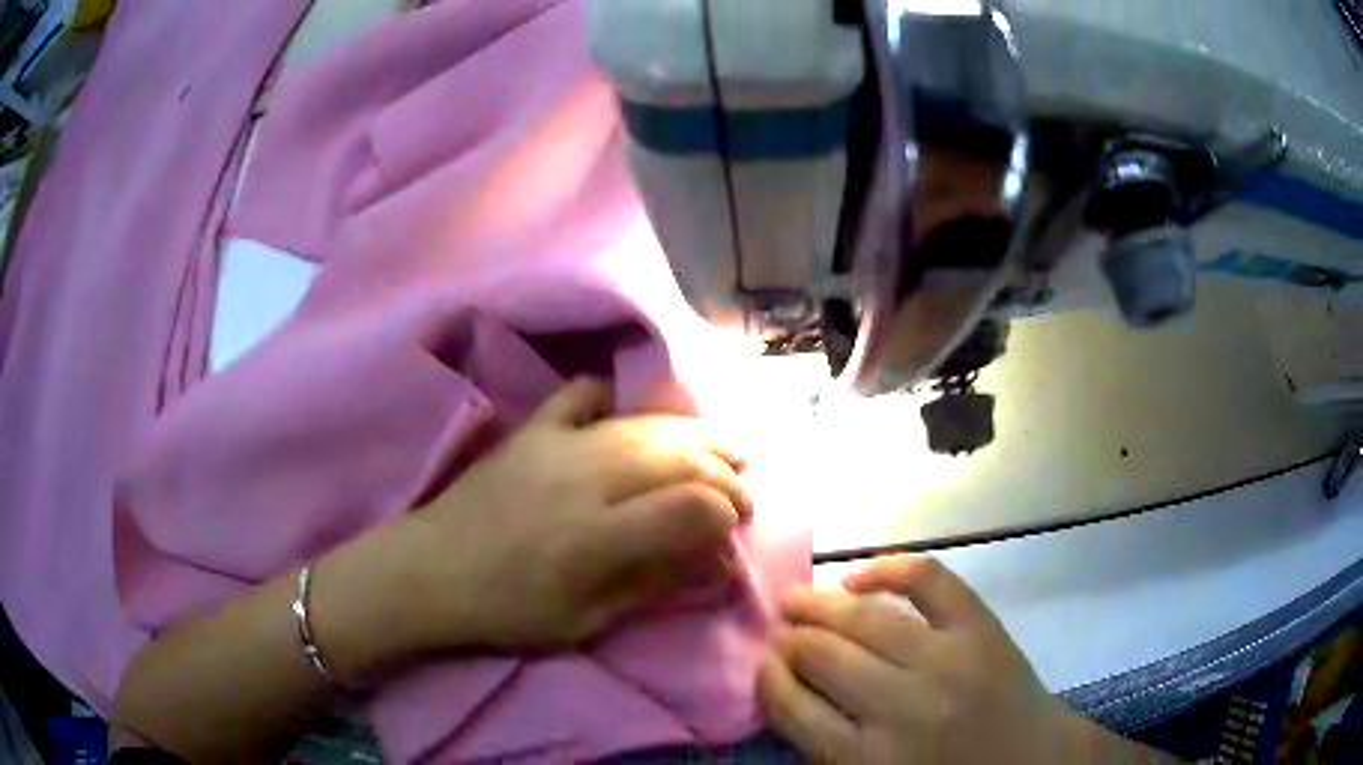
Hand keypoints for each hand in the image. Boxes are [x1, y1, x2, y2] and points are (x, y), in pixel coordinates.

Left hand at [393, 378, 751, 653]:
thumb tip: (712, 561)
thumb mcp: (586, 621)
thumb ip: (653, 586)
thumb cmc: (507, 610)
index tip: (734, 529)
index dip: (728, 513)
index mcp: (598, 537)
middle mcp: (586, 479)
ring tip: (716, 448)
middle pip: (679, 456)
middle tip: (738, 492)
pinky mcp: (532, 429)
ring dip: (691, 434)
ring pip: (645, 424)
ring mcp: (557, 444)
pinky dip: (614, 398)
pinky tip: (629, 416)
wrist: (429, 572)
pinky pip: (582, 394)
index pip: (692, 506)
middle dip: (724, 471)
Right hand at [757, 555, 1075, 763]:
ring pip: (864, 618)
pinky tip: (857, 576)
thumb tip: (784, 691)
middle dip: (788, 640)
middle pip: (823, 657)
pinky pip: (927, 580)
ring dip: (818, 603)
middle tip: (777, 630)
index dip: (767, 680)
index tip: (760, 664)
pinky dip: (887, 569)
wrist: (1031, 762)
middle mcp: (902, 707)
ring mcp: (946, 659)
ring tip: (794, 598)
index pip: (793, 709)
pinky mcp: (980, 627)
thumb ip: (826, 748)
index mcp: (868, 760)